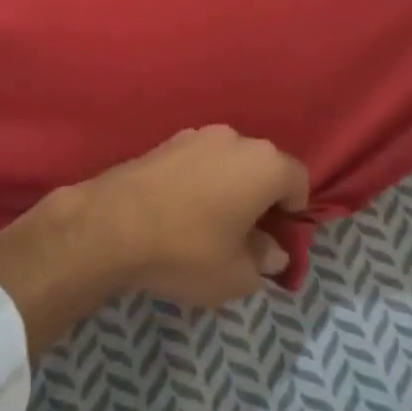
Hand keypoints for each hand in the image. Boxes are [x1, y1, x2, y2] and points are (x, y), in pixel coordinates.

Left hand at [79, 125, 310, 307]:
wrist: (113, 224)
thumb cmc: (188, 250)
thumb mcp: (237, 275)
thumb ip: (264, 261)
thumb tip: (272, 251)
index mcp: (264, 163)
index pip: (298, 180)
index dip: (293, 212)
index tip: (275, 240)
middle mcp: (235, 138)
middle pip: (262, 167)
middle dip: (261, 198)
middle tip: (246, 237)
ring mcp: (196, 135)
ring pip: (228, 162)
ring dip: (228, 187)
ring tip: (209, 225)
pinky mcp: (165, 141)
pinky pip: (198, 162)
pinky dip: (199, 182)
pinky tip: (180, 212)